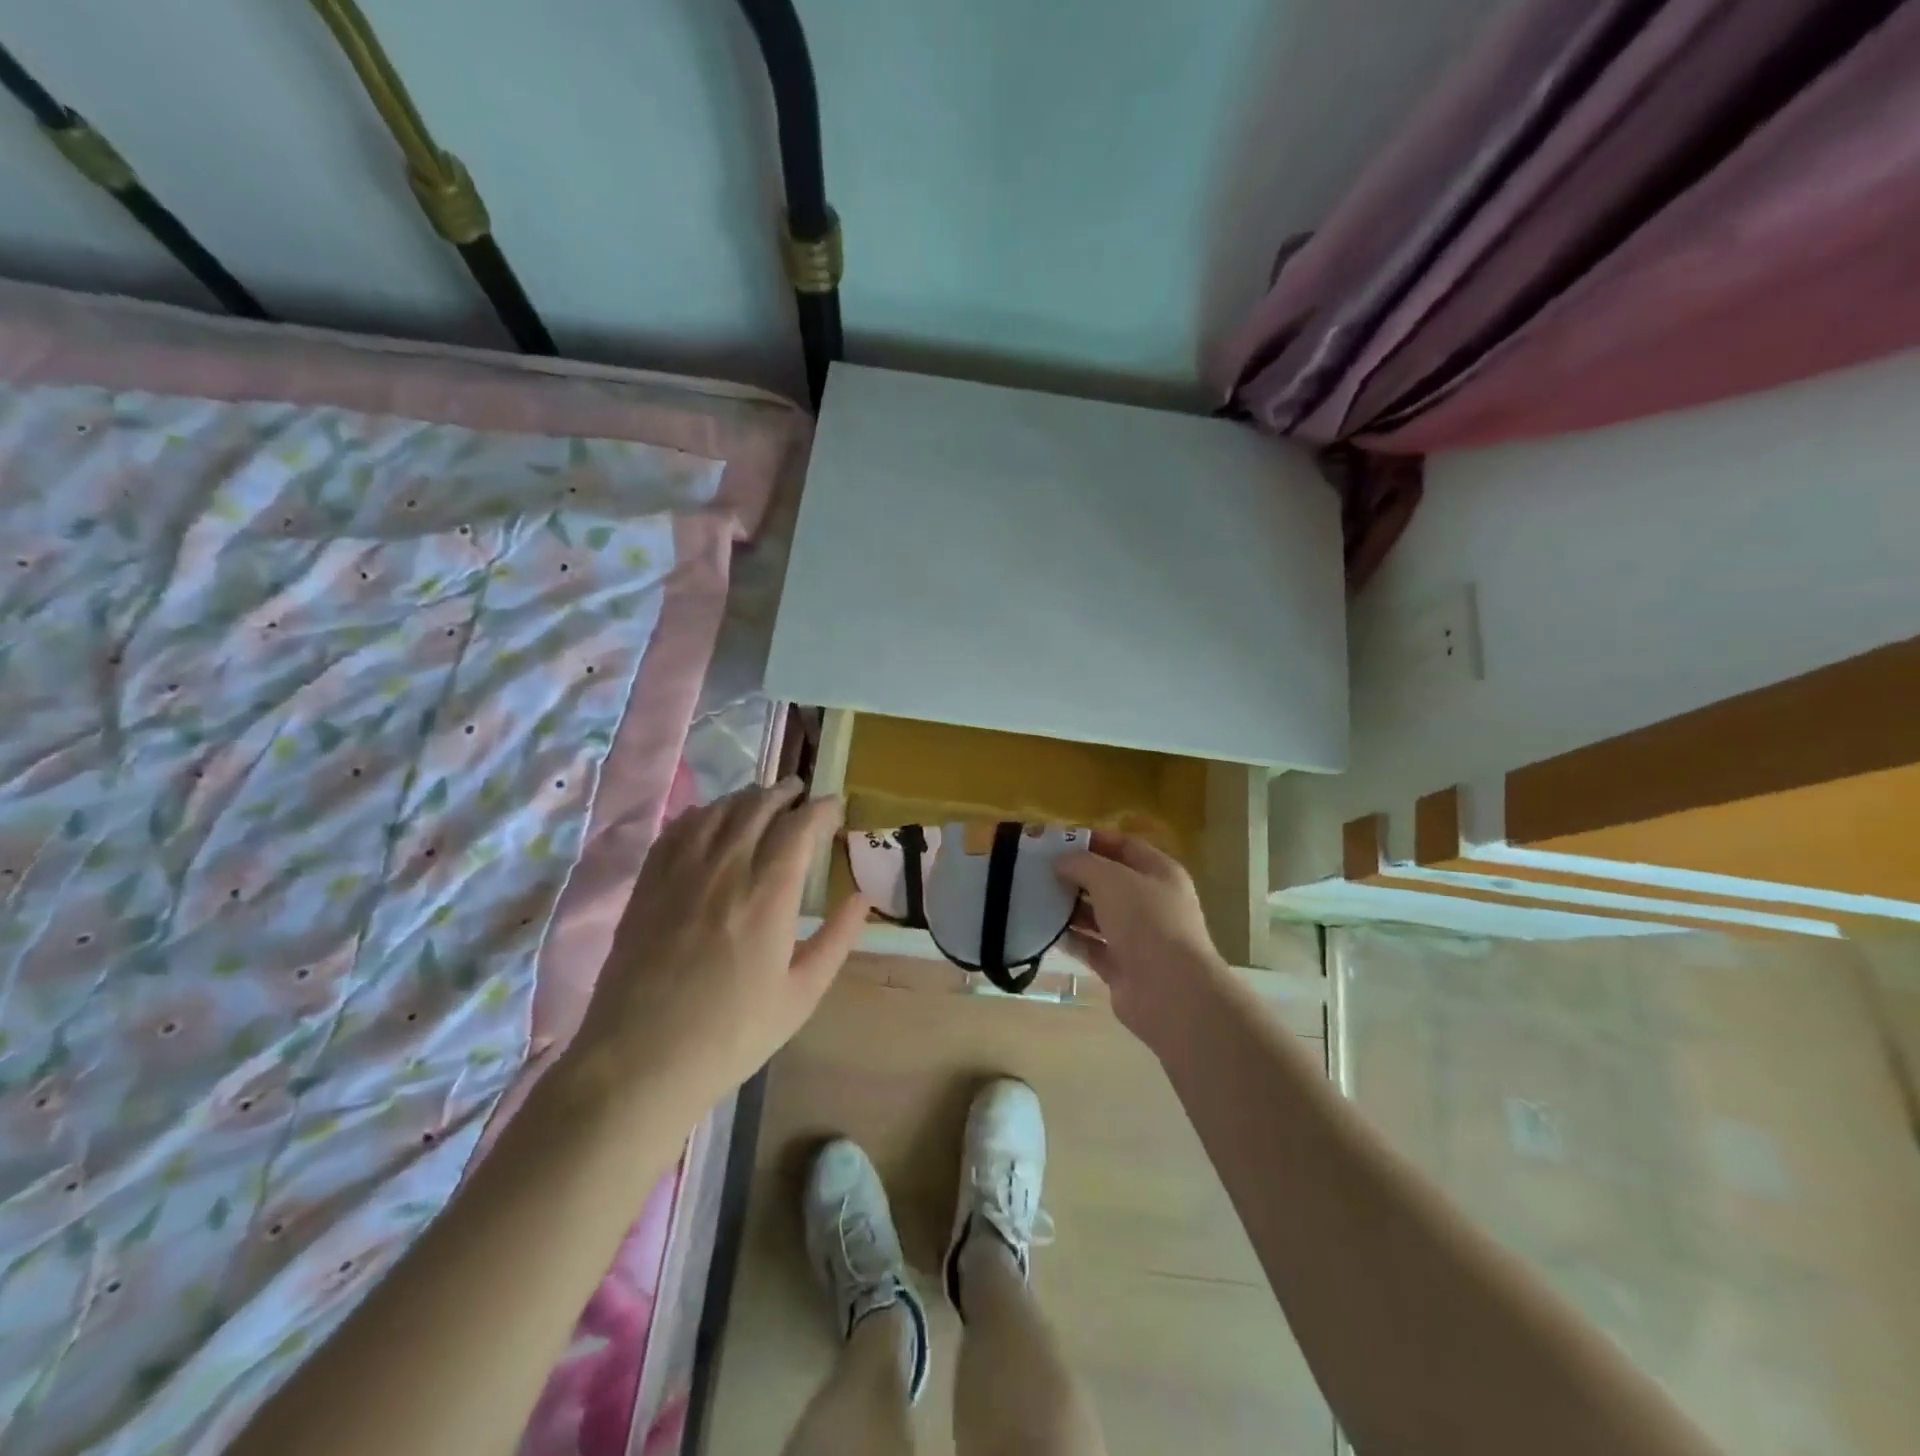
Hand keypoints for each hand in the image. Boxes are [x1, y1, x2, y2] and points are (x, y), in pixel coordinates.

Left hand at [566, 779, 868, 1112]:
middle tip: (801, 794)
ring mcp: (681, 872)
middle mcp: (726, 869)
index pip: (800, 827)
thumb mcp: (802, 994)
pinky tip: (711, 819)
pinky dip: (703, 813)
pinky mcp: (649, 883)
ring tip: (762, 801)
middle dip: (786, 792)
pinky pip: (679, 828)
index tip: (835, 806)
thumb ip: (837, 939)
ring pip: (719, 810)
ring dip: (747, 798)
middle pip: (758, 806)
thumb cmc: (732, 1034)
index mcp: (769, 896)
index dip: (821, 809)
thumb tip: (863, 897)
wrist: (639, 1061)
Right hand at [1055, 831, 1233, 1051]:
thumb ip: (1082, 864)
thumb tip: (1061, 861)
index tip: (1058, 841)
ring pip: (1099, 915)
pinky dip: (1071, 938)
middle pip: (1109, 882)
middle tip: (1040, 870)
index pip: (1125, 846)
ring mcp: (1138, 937)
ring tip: (1036, 897)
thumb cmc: (1146, 921)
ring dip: (1071, 907)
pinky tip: (1045, 930)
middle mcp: (1152, 902)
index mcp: (1160, 873)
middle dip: (1077, 875)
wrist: (1169, 991)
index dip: (1093, 840)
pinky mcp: (1122, 967)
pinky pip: (1092, 946)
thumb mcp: (1111, 879)